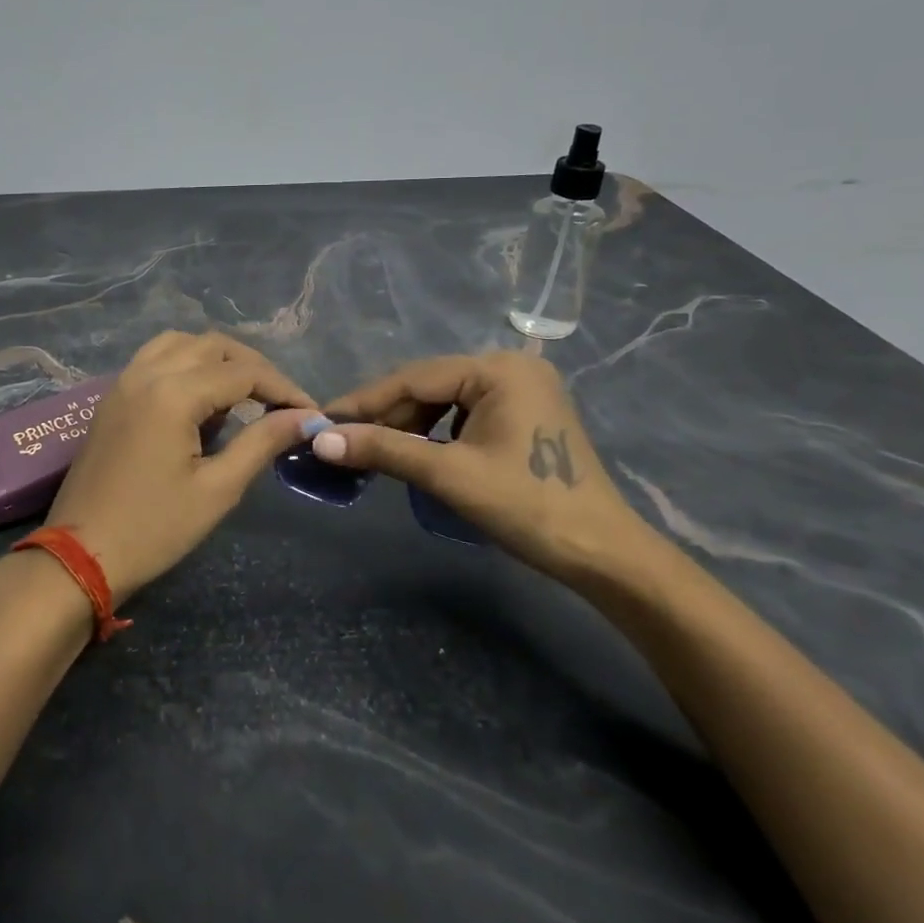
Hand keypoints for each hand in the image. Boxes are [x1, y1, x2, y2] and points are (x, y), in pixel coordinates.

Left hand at [44, 332, 318, 604]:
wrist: (80, 556)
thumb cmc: (154, 529)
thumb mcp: (218, 489)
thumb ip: (261, 442)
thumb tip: (303, 418)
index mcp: (174, 393)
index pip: (243, 372)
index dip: (283, 389)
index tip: (310, 413)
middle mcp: (147, 373)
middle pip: (213, 346)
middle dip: (253, 368)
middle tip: (280, 403)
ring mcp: (124, 381)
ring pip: (181, 344)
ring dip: (217, 359)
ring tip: (242, 395)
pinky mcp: (113, 396)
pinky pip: (155, 358)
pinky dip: (186, 364)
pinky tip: (200, 399)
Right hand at [320, 352, 657, 581]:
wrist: (603, 555)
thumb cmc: (528, 507)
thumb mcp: (449, 475)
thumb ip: (384, 450)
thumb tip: (320, 440)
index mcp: (498, 369)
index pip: (414, 378)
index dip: (364, 401)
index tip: (323, 420)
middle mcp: (510, 367)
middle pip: (429, 387)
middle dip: (385, 416)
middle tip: (342, 440)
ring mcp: (521, 390)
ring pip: (444, 401)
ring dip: (407, 426)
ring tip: (373, 451)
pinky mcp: (524, 414)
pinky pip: (464, 414)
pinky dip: (435, 433)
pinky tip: (414, 453)